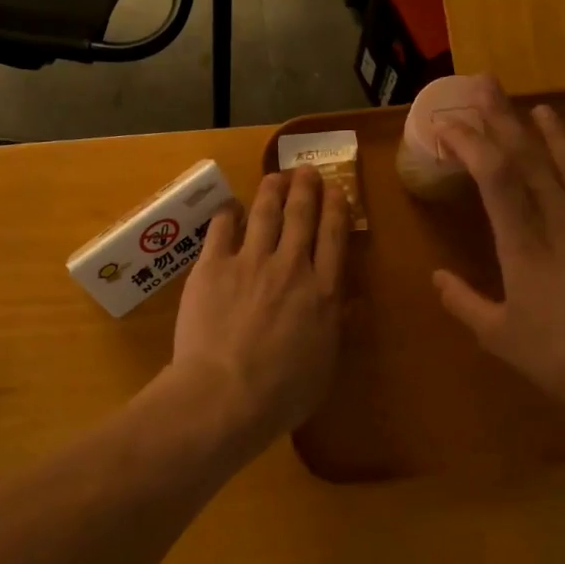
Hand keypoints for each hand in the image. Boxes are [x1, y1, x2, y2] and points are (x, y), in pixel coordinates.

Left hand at [169, 166, 349, 442]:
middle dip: (306, 187)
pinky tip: (231, 206)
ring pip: (265, 212)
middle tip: (306, 170)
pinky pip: (222, 228)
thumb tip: (351, 301)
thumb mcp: (324, 365)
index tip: (335, 188)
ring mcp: (250, 262)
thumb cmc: (281, 393)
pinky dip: (229, 213)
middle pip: (301, 215)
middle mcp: (291, 267)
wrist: (225, 393)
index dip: (335, 207)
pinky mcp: (213, 266)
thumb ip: (337, 327)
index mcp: (323, 292)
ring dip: (272, 189)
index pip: (334, 236)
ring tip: (275, 176)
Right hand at [433, 89, 564, 409]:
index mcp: (525, 245)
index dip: (471, 144)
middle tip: (486, 85)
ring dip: (555, 137)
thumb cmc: (562, 358)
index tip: (449, 124)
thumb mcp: (500, 338)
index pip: (495, 178)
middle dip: (503, 119)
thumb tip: (438, 278)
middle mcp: (563, 224)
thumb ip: (465, 303)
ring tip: (541, 109)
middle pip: (531, 160)